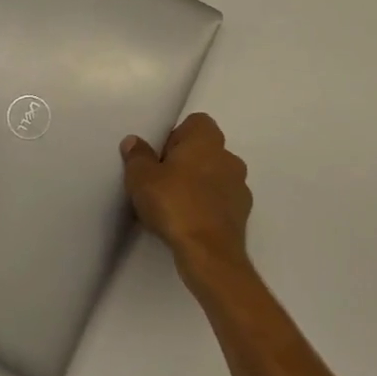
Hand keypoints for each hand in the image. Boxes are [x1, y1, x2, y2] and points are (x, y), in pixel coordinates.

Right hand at [122, 112, 250, 280]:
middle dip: (187, 161)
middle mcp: (228, 157)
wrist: (208, 252)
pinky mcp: (243, 214)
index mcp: (206, 140)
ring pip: (216, 176)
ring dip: (199, 184)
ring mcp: (240, 186)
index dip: (176, 136)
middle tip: (163, 181)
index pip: (196, 123)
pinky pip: (222, 201)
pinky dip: (209, 206)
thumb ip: (137, 156)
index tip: (160, 157)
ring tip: (175, 205)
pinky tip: (190, 222)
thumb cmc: (174, 203)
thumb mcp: (141, 177)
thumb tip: (133, 141)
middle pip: (206, 149)